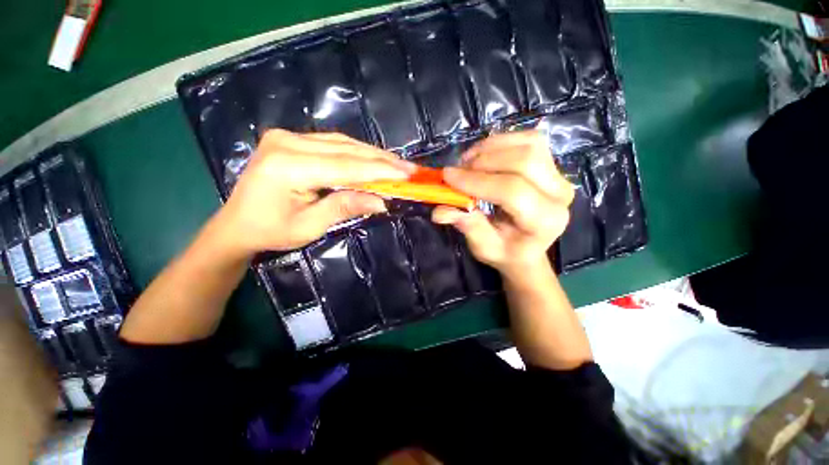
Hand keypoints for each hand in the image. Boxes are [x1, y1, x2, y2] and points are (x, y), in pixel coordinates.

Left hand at [216, 129, 416, 256]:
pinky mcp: (291, 139)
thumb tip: (381, 201)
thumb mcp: (310, 225)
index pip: (345, 166)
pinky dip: (356, 152)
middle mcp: (287, 142)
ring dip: (372, 154)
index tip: (407, 174)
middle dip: (381, 160)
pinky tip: (373, 158)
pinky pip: (332, 143)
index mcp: (288, 166)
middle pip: (346, 149)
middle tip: (409, 168)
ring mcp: (287, 136)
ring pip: (342, 143)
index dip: (380, 170)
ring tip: (397, 164)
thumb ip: (345, 207)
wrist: (236, 225)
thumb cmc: (271, 231)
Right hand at [432, 131, 573, 277]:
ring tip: (468, 162)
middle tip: (457, 170)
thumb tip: (440, 211)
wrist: (527, 246)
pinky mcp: (552, 164)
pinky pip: (529, 140)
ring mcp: (559, 175)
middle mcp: (560, 194)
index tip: (447, 177)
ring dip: (491, 148)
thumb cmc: (506, 251)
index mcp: (545, 221)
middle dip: (483, 161)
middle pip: (524, 161)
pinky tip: (484, 155)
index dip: (476, 181)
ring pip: (528, 145)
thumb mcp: (484, 247)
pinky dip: (501, 142)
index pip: (512, 191)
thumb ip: (467, 226)